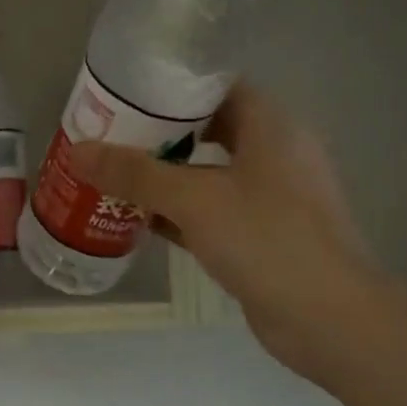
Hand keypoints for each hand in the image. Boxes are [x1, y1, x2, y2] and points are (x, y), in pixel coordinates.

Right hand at [68, 84, 385, 371]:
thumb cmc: (266, 239)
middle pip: (209, 129)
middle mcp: (274, 154)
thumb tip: (78, 151)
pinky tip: (137, 218)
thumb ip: (135, 174)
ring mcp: (271, 197)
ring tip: (114, 172)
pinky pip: (212, 211)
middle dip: (160, 133)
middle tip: (111, 135)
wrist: (329, 319)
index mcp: (271, 126)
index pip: (218, 87)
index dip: (173, 87)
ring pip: (208, 173)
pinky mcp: (262, 235)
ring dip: (165, 175)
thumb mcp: (194, 199)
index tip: (127, 95)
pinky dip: (178, 212)